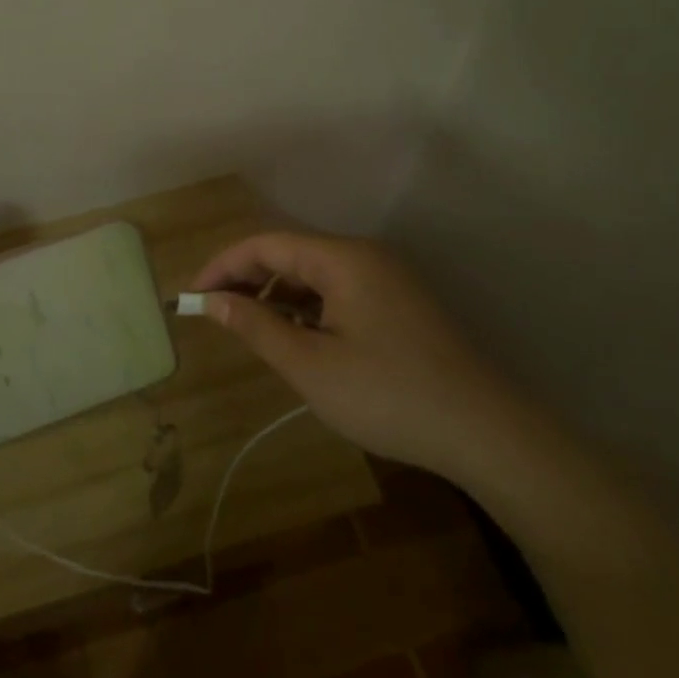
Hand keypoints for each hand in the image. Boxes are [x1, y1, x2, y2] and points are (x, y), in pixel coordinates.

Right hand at [191, 232, 531, 486]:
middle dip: (248, 280)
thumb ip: (255, 326)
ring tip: (253, 331)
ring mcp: (387, 279)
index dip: (223, 266)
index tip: (192, 298)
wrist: (487, 432)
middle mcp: (365, 256)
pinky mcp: (399, 304)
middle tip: (214, 314)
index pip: (265, 245)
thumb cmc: (388, 395)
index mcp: (342, 258)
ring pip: (315, 274)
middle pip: (290, 254)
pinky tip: (298, 340)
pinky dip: (308, 309)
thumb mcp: (310, 365)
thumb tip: (211, 301)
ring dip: (277, 296)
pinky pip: (339, 292)